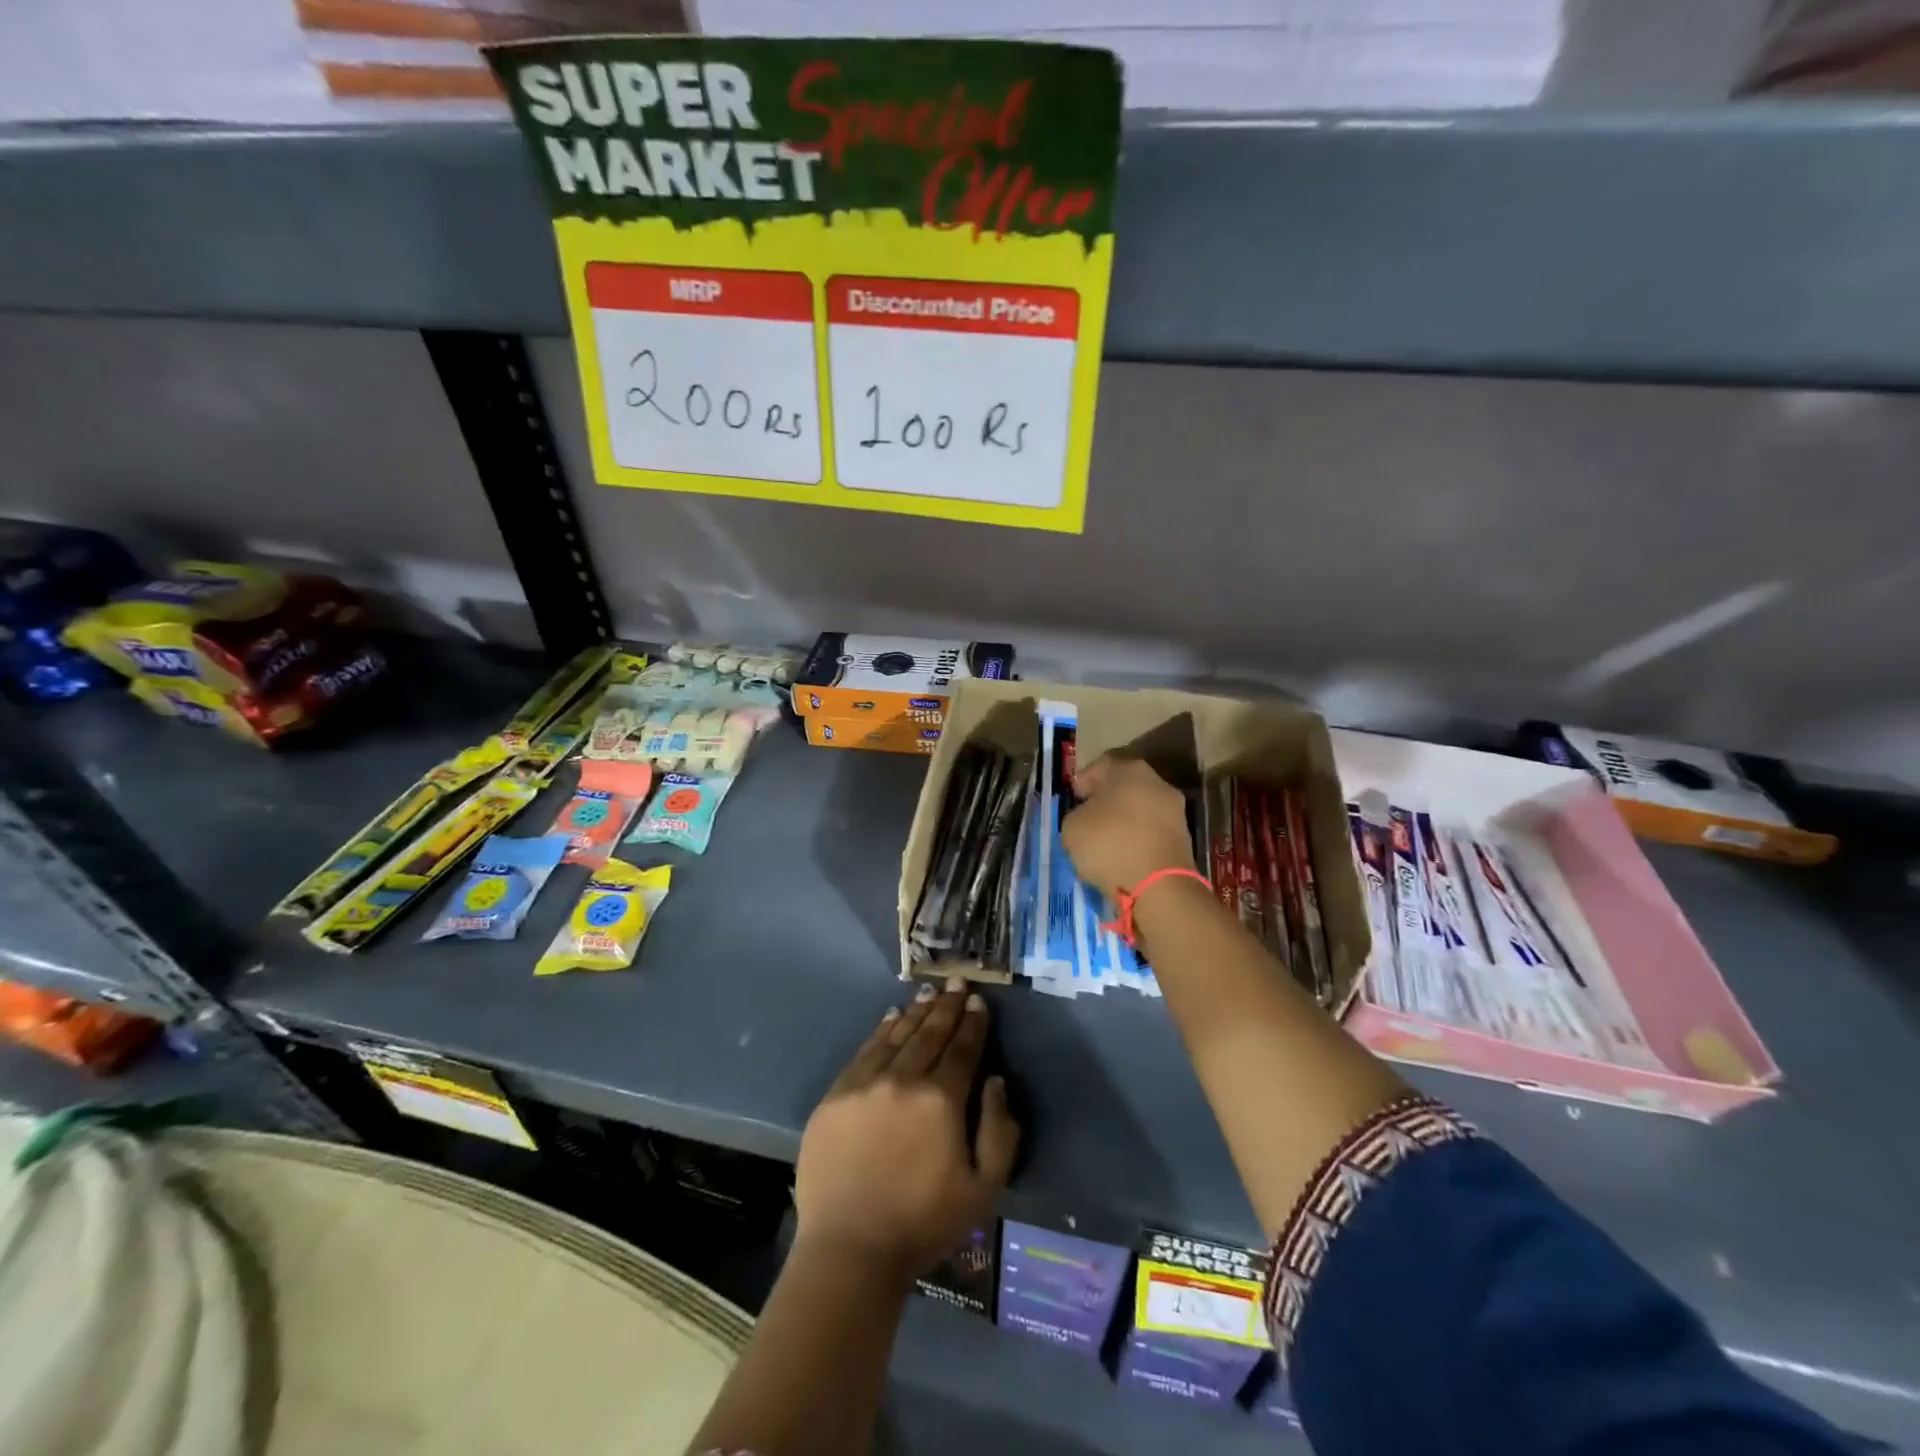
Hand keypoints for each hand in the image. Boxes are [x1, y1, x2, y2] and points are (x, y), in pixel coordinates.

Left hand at [794, 978, 1019, 1280]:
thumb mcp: (984, 1188)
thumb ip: (999, 1130)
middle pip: (930, 1034)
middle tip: (955, 981)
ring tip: (928, 994)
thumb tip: (995, 1080)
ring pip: (897, 1035)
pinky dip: (881, 1030)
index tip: (977, 1001)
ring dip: (916, 1012)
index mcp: (941, 1100)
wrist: (850, 1249)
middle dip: (946, 1006)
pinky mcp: (836, 1094)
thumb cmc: (924, 1223)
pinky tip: (891, 1017)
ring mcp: (865, 1083)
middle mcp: (903, 1079)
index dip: (972, 1023)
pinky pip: (865, 1051)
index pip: (962, 1049)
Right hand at [1062, 754, 1196, 898]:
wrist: (1159, 887)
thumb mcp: (1072, 827)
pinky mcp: (1183, 839)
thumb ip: (1077, 814)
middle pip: (1125, 785)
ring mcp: (1175, 811)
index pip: (1102, 764)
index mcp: (1130, 770)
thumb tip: (1087, 817)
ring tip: (1103, 842)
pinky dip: (1137, 839)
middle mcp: (1158, 783)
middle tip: (1087, 818)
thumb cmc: (1110, 845)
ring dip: (1123, 821)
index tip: (1074, 798)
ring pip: (1140, 809)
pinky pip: (1151, 832)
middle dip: (1105, 800)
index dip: (1084, 779)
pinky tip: (1123, 856)